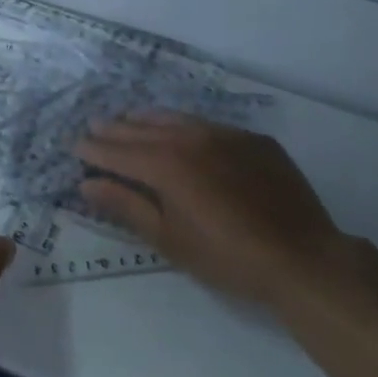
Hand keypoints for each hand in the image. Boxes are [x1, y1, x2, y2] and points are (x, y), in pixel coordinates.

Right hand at [75, 112, 358, 309]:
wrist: (302, 257)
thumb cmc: (226, 257)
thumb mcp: (168, 239)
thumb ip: (125, 205)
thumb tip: (87, 184)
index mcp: (166, 164)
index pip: (118, 151)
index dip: (94, 150)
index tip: (75, 146)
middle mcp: (191, 138)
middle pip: (143, 129)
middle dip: (116, 129)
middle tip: (95, 127)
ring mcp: (226, 135)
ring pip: (176, 119)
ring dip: (147, 120)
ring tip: (129, 119)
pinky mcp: (253, 140)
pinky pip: (208, 125)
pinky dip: (184, 126)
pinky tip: (181, 132)